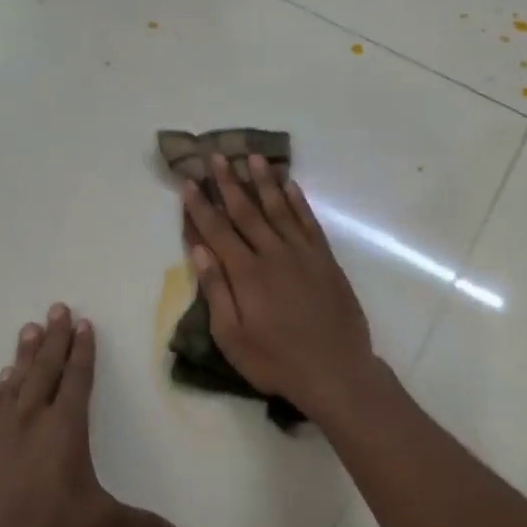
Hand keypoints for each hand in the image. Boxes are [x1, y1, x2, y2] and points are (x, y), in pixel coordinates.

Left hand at [0, 304, 196, 526]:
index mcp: (66, 428)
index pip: (77, 378)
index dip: (82, 351)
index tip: (82, 324)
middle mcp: (32, 420)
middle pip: (45, 369)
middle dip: (54, 338)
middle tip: (55, 308)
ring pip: (14, 382)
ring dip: (24, 355)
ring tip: (28, 330)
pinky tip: (1, 379)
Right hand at [181, 153, 377, 422]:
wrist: (336, 371)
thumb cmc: (276, 361)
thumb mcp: (232, 337)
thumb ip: (216, 291)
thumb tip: (199, 250)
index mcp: (246, 273)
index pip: (217, 231)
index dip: (201, 206)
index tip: (190, 182)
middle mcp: (274, 254)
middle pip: (247, 211)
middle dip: (229, 182)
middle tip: (217, 155)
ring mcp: (303, 254)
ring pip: (279, 208)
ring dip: (265, 182)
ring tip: (253, 157)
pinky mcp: (325, 260)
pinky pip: (309, 222)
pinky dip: (298, 201)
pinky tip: (290, 185)